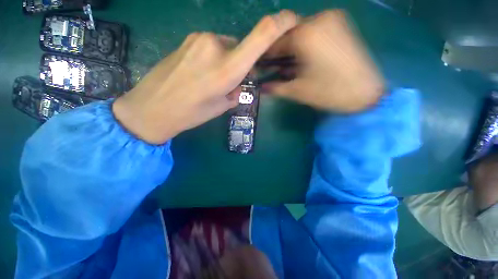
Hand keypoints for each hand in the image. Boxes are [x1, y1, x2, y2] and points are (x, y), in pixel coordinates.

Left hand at [113, 10, 297, 143]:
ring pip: (225, 47)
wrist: (152, 108)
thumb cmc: (190, 113)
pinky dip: (213, 59)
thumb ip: (235, 92)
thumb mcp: (221, 107)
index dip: (280, 23)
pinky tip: (199, 74)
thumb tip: (238, 83)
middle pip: (240, 47)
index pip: (261, 36)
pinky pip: (211, 47)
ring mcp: (199, 39)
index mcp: (228, 68)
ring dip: (226, 62)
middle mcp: (216, 46)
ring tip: (210, 81)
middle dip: (240, 63)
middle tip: (230, 82)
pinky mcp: (187, 41)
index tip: (292, 19)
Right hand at [263, 10, 384, 111]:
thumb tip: (261, 87)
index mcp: (306, 34)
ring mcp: (332, 19)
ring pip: (301, 31)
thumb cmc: (329, 92)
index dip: (266, 54)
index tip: (260, 64)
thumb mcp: (297, 91)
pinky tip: (302, 58)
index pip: (276, 42)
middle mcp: (319, 19)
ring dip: (291, 48)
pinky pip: (314, 31)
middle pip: (288, 34)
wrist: (366, 93)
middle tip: (273, 66)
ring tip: (287, 65)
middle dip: (279, 51)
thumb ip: (275, 87)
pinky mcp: (341, 25)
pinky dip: (304, 43)